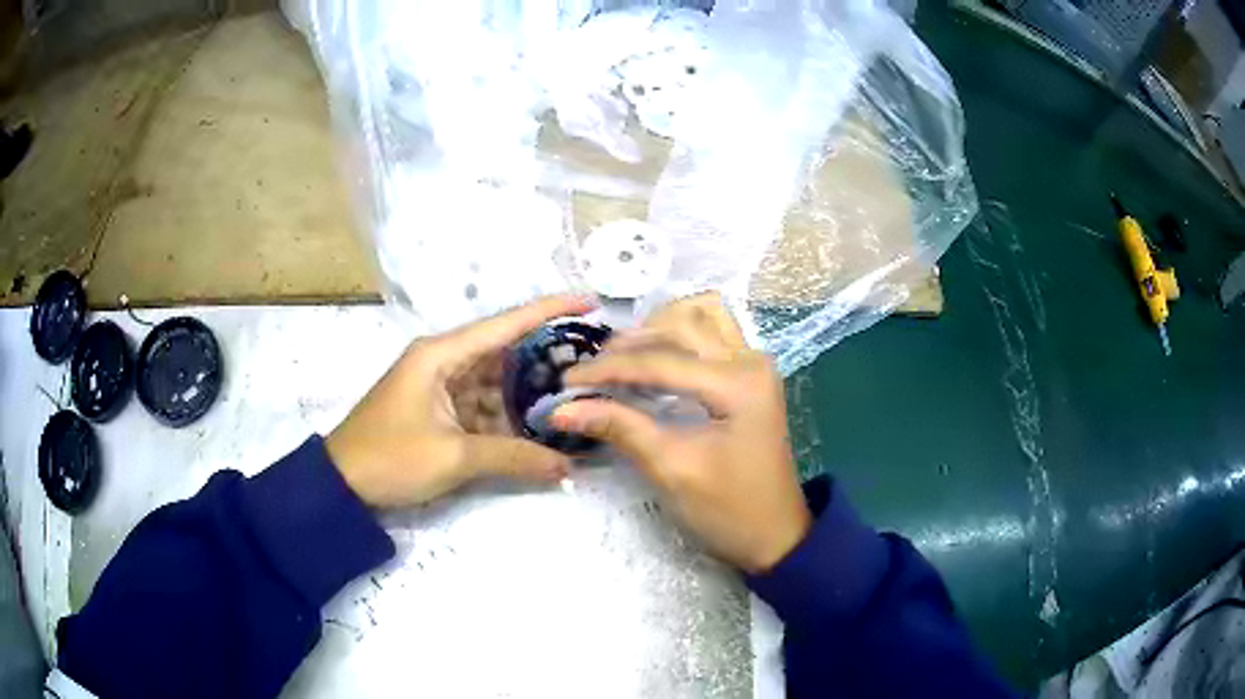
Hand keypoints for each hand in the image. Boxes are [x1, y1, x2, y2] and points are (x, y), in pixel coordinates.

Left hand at [326, 295, 593, 507]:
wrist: (343, 483)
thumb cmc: (391, 458)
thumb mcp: (453, 457)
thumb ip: (513, 457)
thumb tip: (567, 468)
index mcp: (441, 354)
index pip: (505, 325)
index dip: (549, 311)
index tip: (589, 302)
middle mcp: (443, 360)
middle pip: (504, 351)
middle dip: (545, 358)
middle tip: (592, 363)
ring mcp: (440, 384)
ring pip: (495, 382)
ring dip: (527, 393)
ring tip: (574, 398)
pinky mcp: (439, 408)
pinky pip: (482, 405)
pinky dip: (506, 416)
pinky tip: (536, 428)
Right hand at [552, 293, 810, 573]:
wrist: (775, 535)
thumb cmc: (728, 510)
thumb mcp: (672, 469)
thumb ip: (620, 428)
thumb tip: (562, 409)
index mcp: (739, 383)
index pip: (661, 362)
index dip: (608, 370)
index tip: (566, 383)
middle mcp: (751, 360)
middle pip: (683, 323)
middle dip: (632, 342)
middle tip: (593, 370)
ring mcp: (755, 364)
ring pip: (702, 317)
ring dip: (659, 328)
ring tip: (622, 356)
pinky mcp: (751, 376)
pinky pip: (713, 334)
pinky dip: (679, 336)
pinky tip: (654, 357)